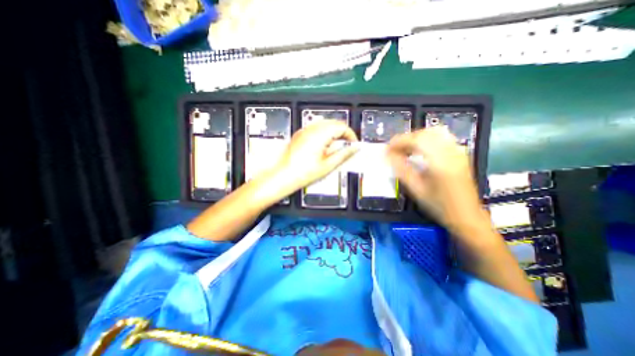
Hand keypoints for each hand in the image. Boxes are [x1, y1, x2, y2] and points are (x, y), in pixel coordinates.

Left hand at [270, 121, 358, 194]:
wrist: (284, 176)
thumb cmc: (302, 172)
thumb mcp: (328, 165)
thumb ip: (344, 154)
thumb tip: (354, 148)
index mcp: (320, 135)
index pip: (341, 126)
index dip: (350, 135)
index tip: (353, 144)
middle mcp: (311, 129)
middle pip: (334, 123)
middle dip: (343, 133)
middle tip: (347, 145)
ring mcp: (304, 130)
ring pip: (325, 124)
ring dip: (334, 132)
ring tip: (335, 147)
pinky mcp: (300, 134)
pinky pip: (316, 128)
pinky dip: (324, 133)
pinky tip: (324, 146)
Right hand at [387, 126, 486, 231]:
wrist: (466, 216)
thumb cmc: (439, 205)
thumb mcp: (416, 189)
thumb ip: (401, 170)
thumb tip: (388, 156)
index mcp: (440, 162)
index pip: (417, 140)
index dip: (399, 141)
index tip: (387, 149)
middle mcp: (451, 152)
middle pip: (425, 133)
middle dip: (406, 139)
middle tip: (394, 150)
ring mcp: (458, 151)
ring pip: (434, 133)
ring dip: (416, 138)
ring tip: (405, 149)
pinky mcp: (460, 154)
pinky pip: (441, 138)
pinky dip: (427, 140)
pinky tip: (420, 150)